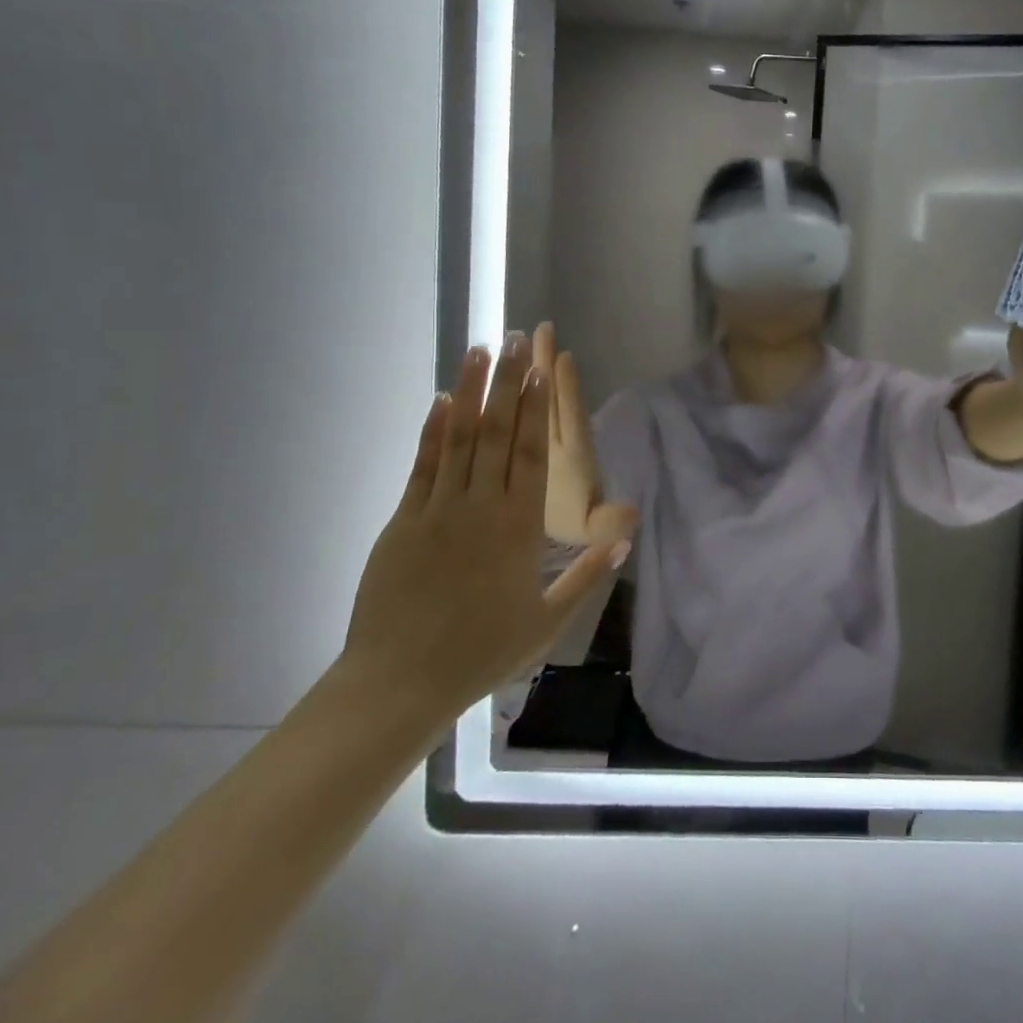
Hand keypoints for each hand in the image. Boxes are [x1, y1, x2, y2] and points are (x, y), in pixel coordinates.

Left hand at [343, 338, 625, 719]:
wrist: (398, 683)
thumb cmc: (480, 653)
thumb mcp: (546, 622)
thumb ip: (586, 576)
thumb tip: (624, 537)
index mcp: (519, 528)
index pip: (532, 455)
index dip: (536, 409)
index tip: (540, 372)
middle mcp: (480, 506)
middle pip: (497, 433)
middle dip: (507, 382)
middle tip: (515, 339)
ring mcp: (438, 510)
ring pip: (458, 438)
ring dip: (470, 392)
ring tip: (479, 351)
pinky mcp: (404, 521)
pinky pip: (423, 465)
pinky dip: (432, 430)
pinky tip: (440, 401)